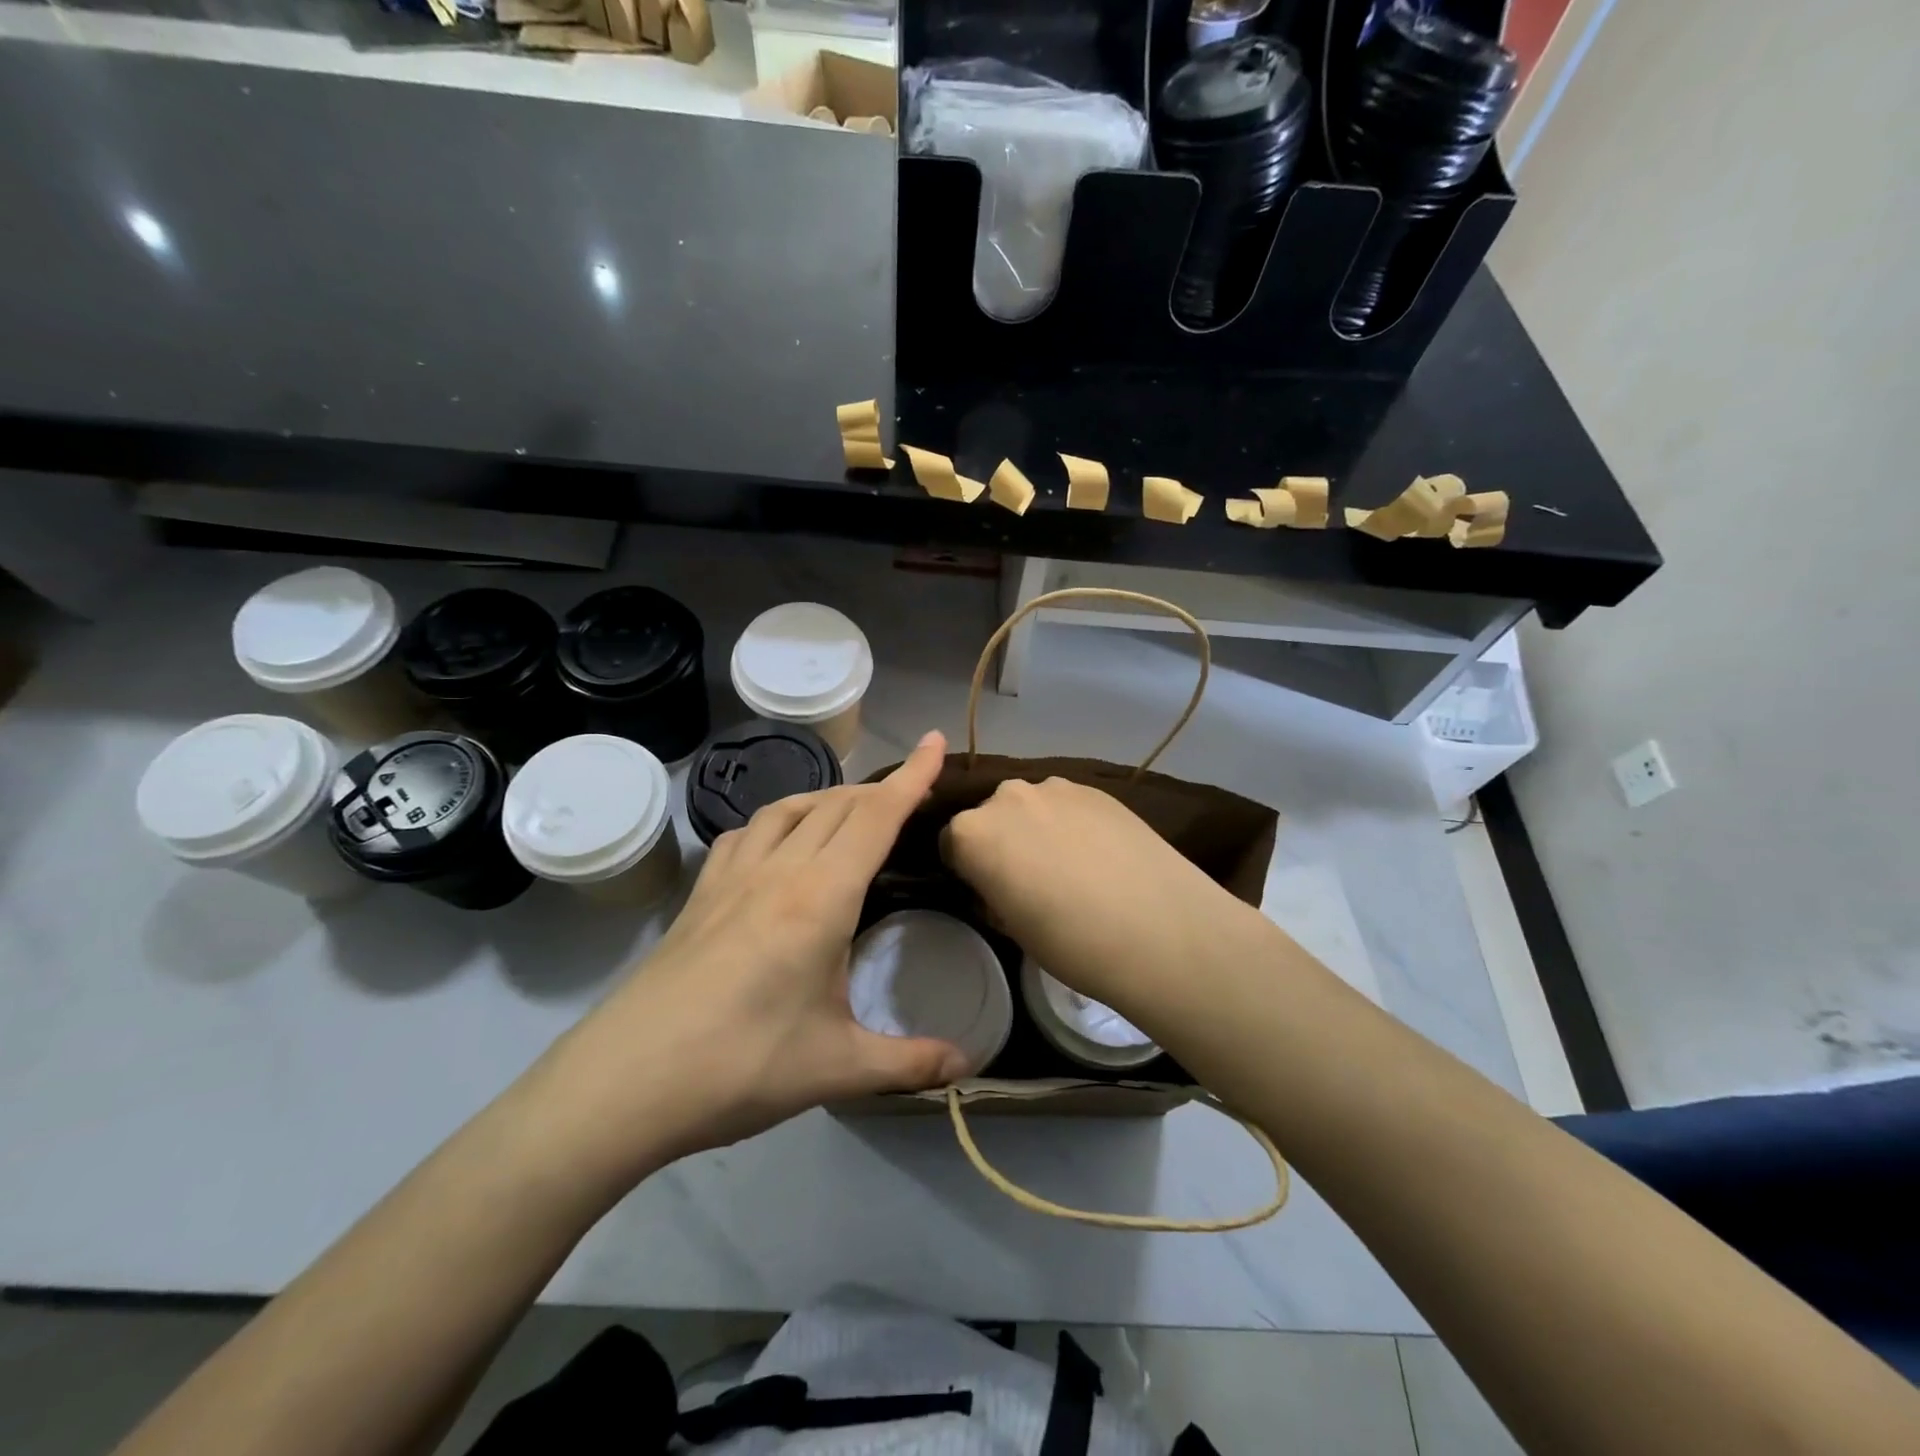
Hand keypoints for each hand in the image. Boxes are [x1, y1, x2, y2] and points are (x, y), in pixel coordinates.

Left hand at [531, 731, 971, 1181]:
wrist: (624, 1081)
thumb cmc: (741, 1066)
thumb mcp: (837, 1068)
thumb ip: (910, 1063)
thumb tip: (969, 1064)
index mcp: (822, 897)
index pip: (877, 817)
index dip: (912, 776)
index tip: (935, 742)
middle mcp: (779, 870)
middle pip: (837, 805)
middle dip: (879, 789)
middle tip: (909, 796)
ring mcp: (732, 876)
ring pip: (789, 808)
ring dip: (828, 798)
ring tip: (850, 813)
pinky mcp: (700, 893)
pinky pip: (746, 832)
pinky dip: (777, 820)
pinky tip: (778, 844)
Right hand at [941, 776, 1264, 1023]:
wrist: (1161, 928)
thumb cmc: (1072, 942)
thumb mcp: (1012, 928)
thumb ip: (993, 892)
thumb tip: (998, 883)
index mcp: (972, 833)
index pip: (950, 843)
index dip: (966, 869)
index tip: (988, 891)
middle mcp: (1007, 797)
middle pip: (990, 817)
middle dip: (1001, 842)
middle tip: (1030, 880)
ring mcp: (1055, 787)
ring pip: (1031, 807)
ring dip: (1038, 828)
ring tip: (1071, 866)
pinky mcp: (1096, 788)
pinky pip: (1067, 804)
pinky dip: (1072, 823)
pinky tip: (1099, 855)